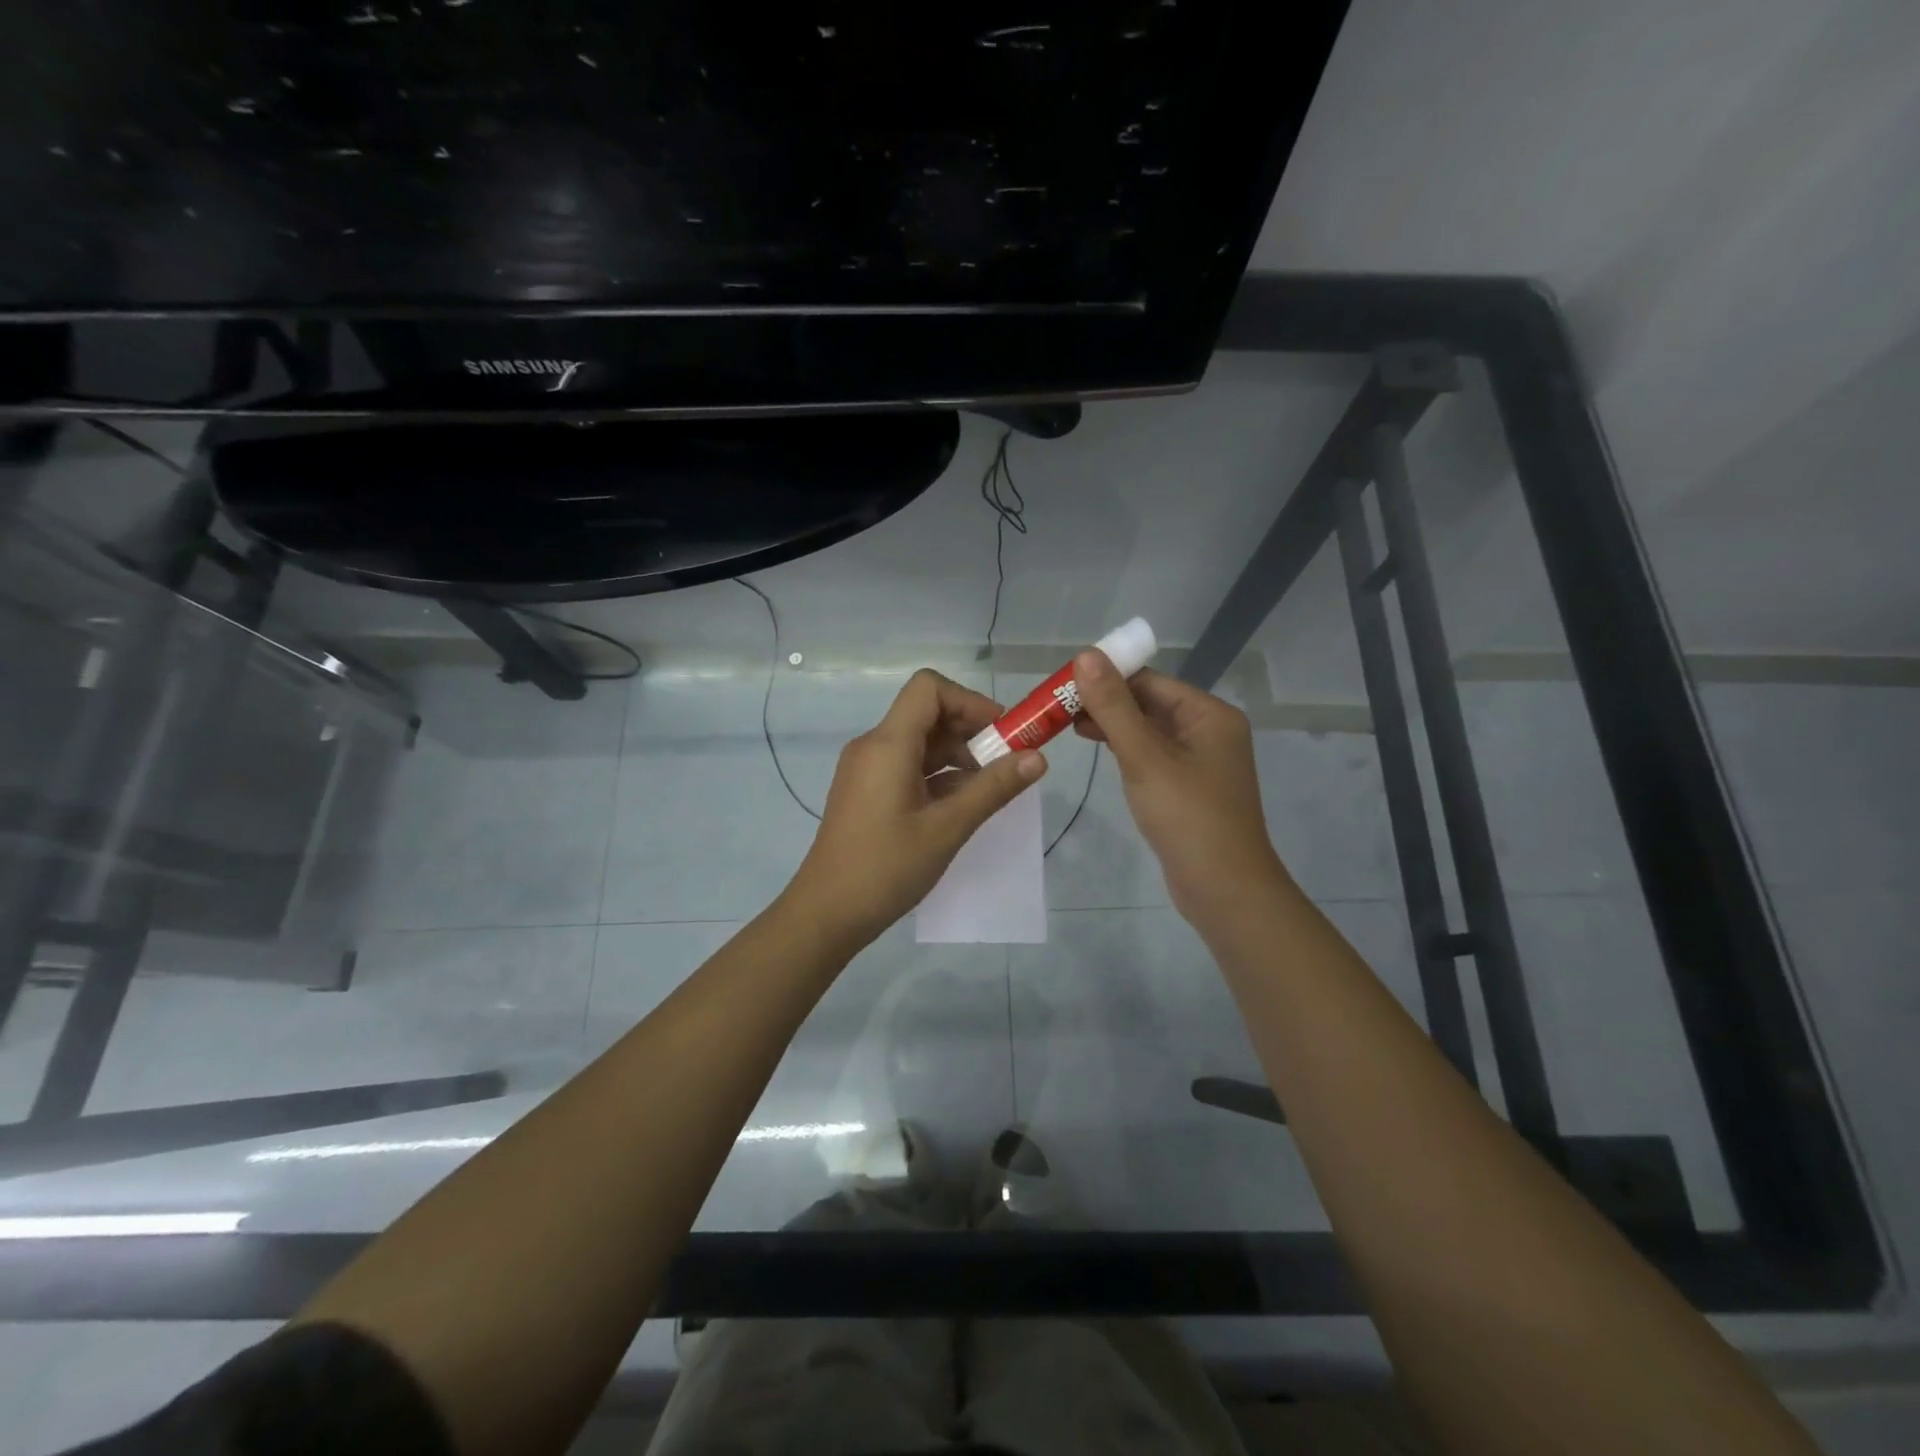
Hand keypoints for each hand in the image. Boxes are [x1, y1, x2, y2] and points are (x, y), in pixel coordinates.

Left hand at [786, 669, 1046, 946]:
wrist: (827, 913)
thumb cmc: (886, 868)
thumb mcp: (948, 828)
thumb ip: (993, 788)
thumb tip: (1038, 758)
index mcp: (888, 744)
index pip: (929, 688)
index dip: (970, 701)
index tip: (1001, 734)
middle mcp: (873, 746)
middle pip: (927, 713)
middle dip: (971, 730)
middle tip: (1007, 763)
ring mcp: (868, 769)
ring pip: (920, 742)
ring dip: (958, 755)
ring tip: (989, 788)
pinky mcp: (867, 791)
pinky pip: (908, 765)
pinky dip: (938, 775)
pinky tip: (962, 804)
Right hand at [1072, 651, 1287, 925]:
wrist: (1224, 889)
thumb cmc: (1187, 816)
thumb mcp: (1144, 757)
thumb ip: (1113, 706)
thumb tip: (1086, 655)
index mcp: (1209, 715)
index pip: (1150, 681)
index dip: (1107, 678)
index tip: (1064, 685)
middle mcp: (1210, 731)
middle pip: (1150, 703)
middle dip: (1106, 703)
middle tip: (1059, 708)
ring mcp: (1201, 761)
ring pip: (1149, 731)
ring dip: (1113, 725)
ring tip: (1069, 727)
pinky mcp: (1189, 787)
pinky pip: (1154, 755)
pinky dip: (1127, 750)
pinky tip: (1100, 752)